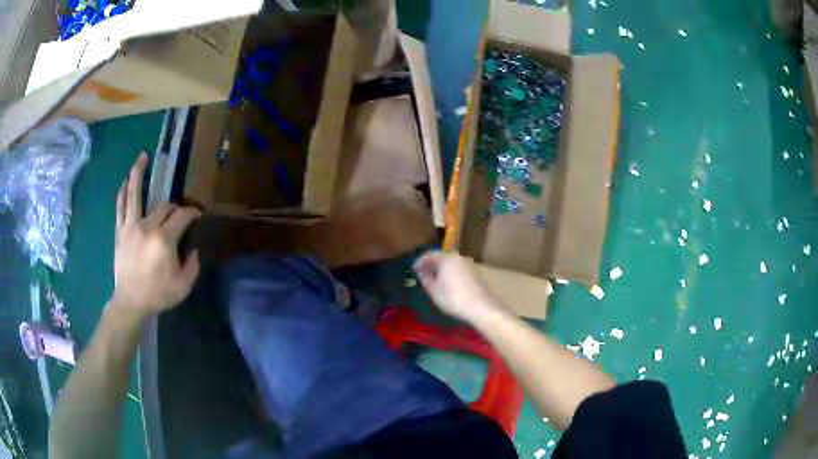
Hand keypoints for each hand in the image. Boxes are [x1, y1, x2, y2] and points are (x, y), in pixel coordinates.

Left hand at [111, 153, 200, 321]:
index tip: (198, 214)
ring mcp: (131, 227)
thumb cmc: (158, 295)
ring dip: (137, 174)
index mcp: (164, 239)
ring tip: (141, 157)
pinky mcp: (120, 232)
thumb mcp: (183, 286)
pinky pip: (121, 207)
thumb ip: (193, 265)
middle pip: (163, 206)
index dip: (192, 212)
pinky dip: (123, 193)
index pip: (181, 216)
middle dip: (174, 206)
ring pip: (134, 195)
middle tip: (179, 211)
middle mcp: (147, 226)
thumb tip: (194, 248)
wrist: (131, 303)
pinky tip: (125, 182)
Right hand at [414, 251, 502, 321]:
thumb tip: (421, 272)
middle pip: (441, 257)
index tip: (414, 270)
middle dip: (431, 265)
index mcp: (446, 258)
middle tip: (423, 274)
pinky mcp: (475, 273)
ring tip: (434, 280)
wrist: (481, 307)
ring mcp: (468, 264)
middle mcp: (458, 257)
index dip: (420, 262)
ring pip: (450, 263)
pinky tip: (448, 284)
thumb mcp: (434, 290)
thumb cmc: (453, 298)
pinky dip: (450, 273)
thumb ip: (425, 278)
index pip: (429, 255)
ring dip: (441, 269)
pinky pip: (458, 269)